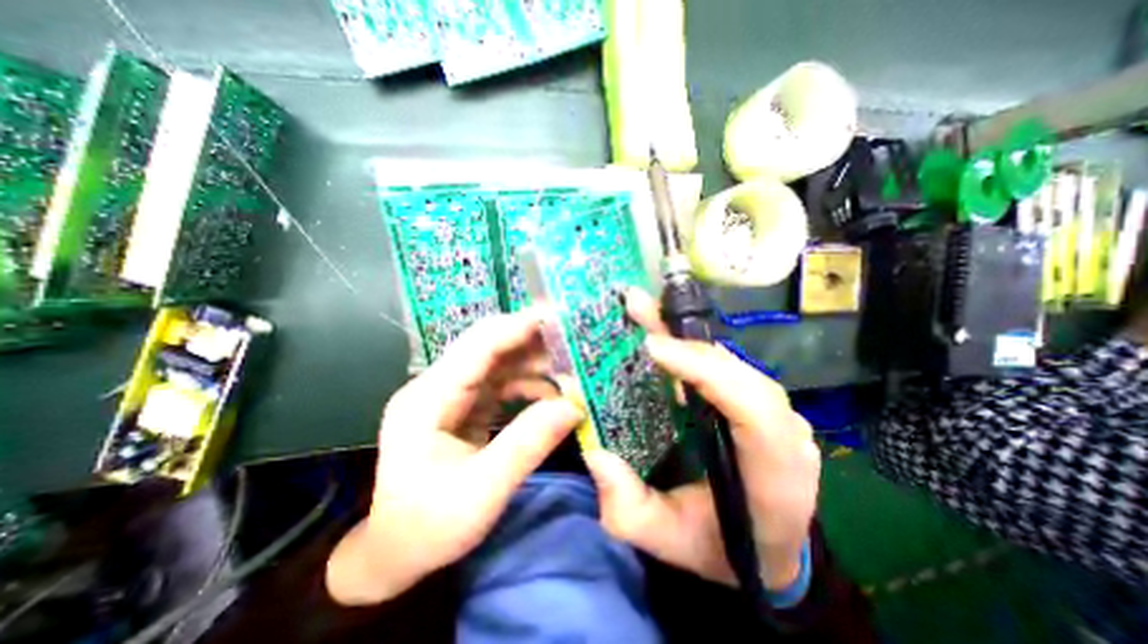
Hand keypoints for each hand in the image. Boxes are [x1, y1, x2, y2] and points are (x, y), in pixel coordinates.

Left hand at [329, 308, 583, 602]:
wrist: (395, 555)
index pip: (478, 345)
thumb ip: (528, 444)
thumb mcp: (482, 493)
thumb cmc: (428, 529)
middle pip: (489, 347)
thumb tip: (573, 406)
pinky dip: (527, 384)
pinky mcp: (463, 407)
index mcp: (428, 399)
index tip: (559, 319)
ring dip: (533, 362)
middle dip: (531, 340)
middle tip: (572, 341)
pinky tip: (551, 393)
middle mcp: (436, 387)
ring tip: (570, 368)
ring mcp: (450, 396)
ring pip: (498, 363)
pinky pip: (500, 384)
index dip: (519, 327)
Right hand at [586, 288, 820, 590]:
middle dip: (686, 340)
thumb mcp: (668, 541)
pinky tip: (666, 337)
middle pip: (740, 372)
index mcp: (774, 474)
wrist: (767, 550)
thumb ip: (629, 510)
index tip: (655, 347)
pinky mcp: (763, 404)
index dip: (706, 370)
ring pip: (734, 363)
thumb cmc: (719, 548)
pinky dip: (694, 350)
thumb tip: (597, 453)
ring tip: (647, 314)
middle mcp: (787, 434)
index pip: (753, 408)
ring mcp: (779, 414)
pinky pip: (728, 368)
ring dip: (687, 338)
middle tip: (640, 309)